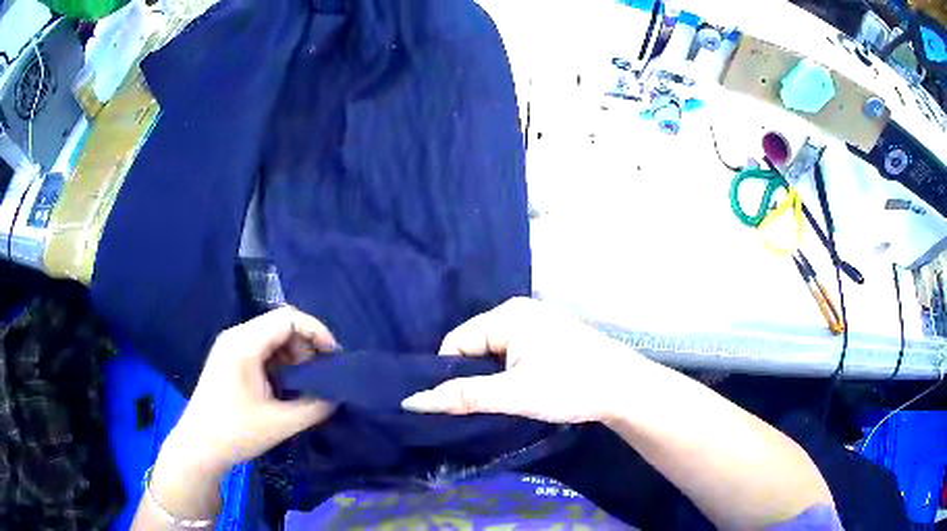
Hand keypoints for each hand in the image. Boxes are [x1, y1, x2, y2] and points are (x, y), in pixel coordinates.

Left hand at [162, 306, 338, 475]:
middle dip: (307, 345)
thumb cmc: (236, 433)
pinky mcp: (229, 359)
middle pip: (280, 324)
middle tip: (322, 374)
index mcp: (244, 344)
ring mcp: (230, 346)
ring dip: (294, 354)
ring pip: (271, 336)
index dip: (317, 332)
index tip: (334, 358)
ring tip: (307, 382)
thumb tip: (338, 395)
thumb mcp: (281, 422)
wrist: (199, 447)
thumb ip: (315, 406)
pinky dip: (280, 362)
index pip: (288, 318)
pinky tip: (286, 385)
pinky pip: (261, 348)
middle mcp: (236, 336)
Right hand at [402, 297, 642, 423]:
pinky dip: (508, 372)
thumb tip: (412, 400)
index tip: (455, 404)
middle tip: (476, 406)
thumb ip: (463, 396)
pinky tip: (516, 390)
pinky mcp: (548, 337)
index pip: (456, 341)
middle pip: (474, 345)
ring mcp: (536, 322)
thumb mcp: (514, 394)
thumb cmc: (570, 386)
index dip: (449, 373)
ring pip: (493, 351)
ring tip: (497, 401)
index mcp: (508, 314)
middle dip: (471, 375)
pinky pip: (512, 352)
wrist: (625, 389)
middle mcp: (519, 311)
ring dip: (491, 376)